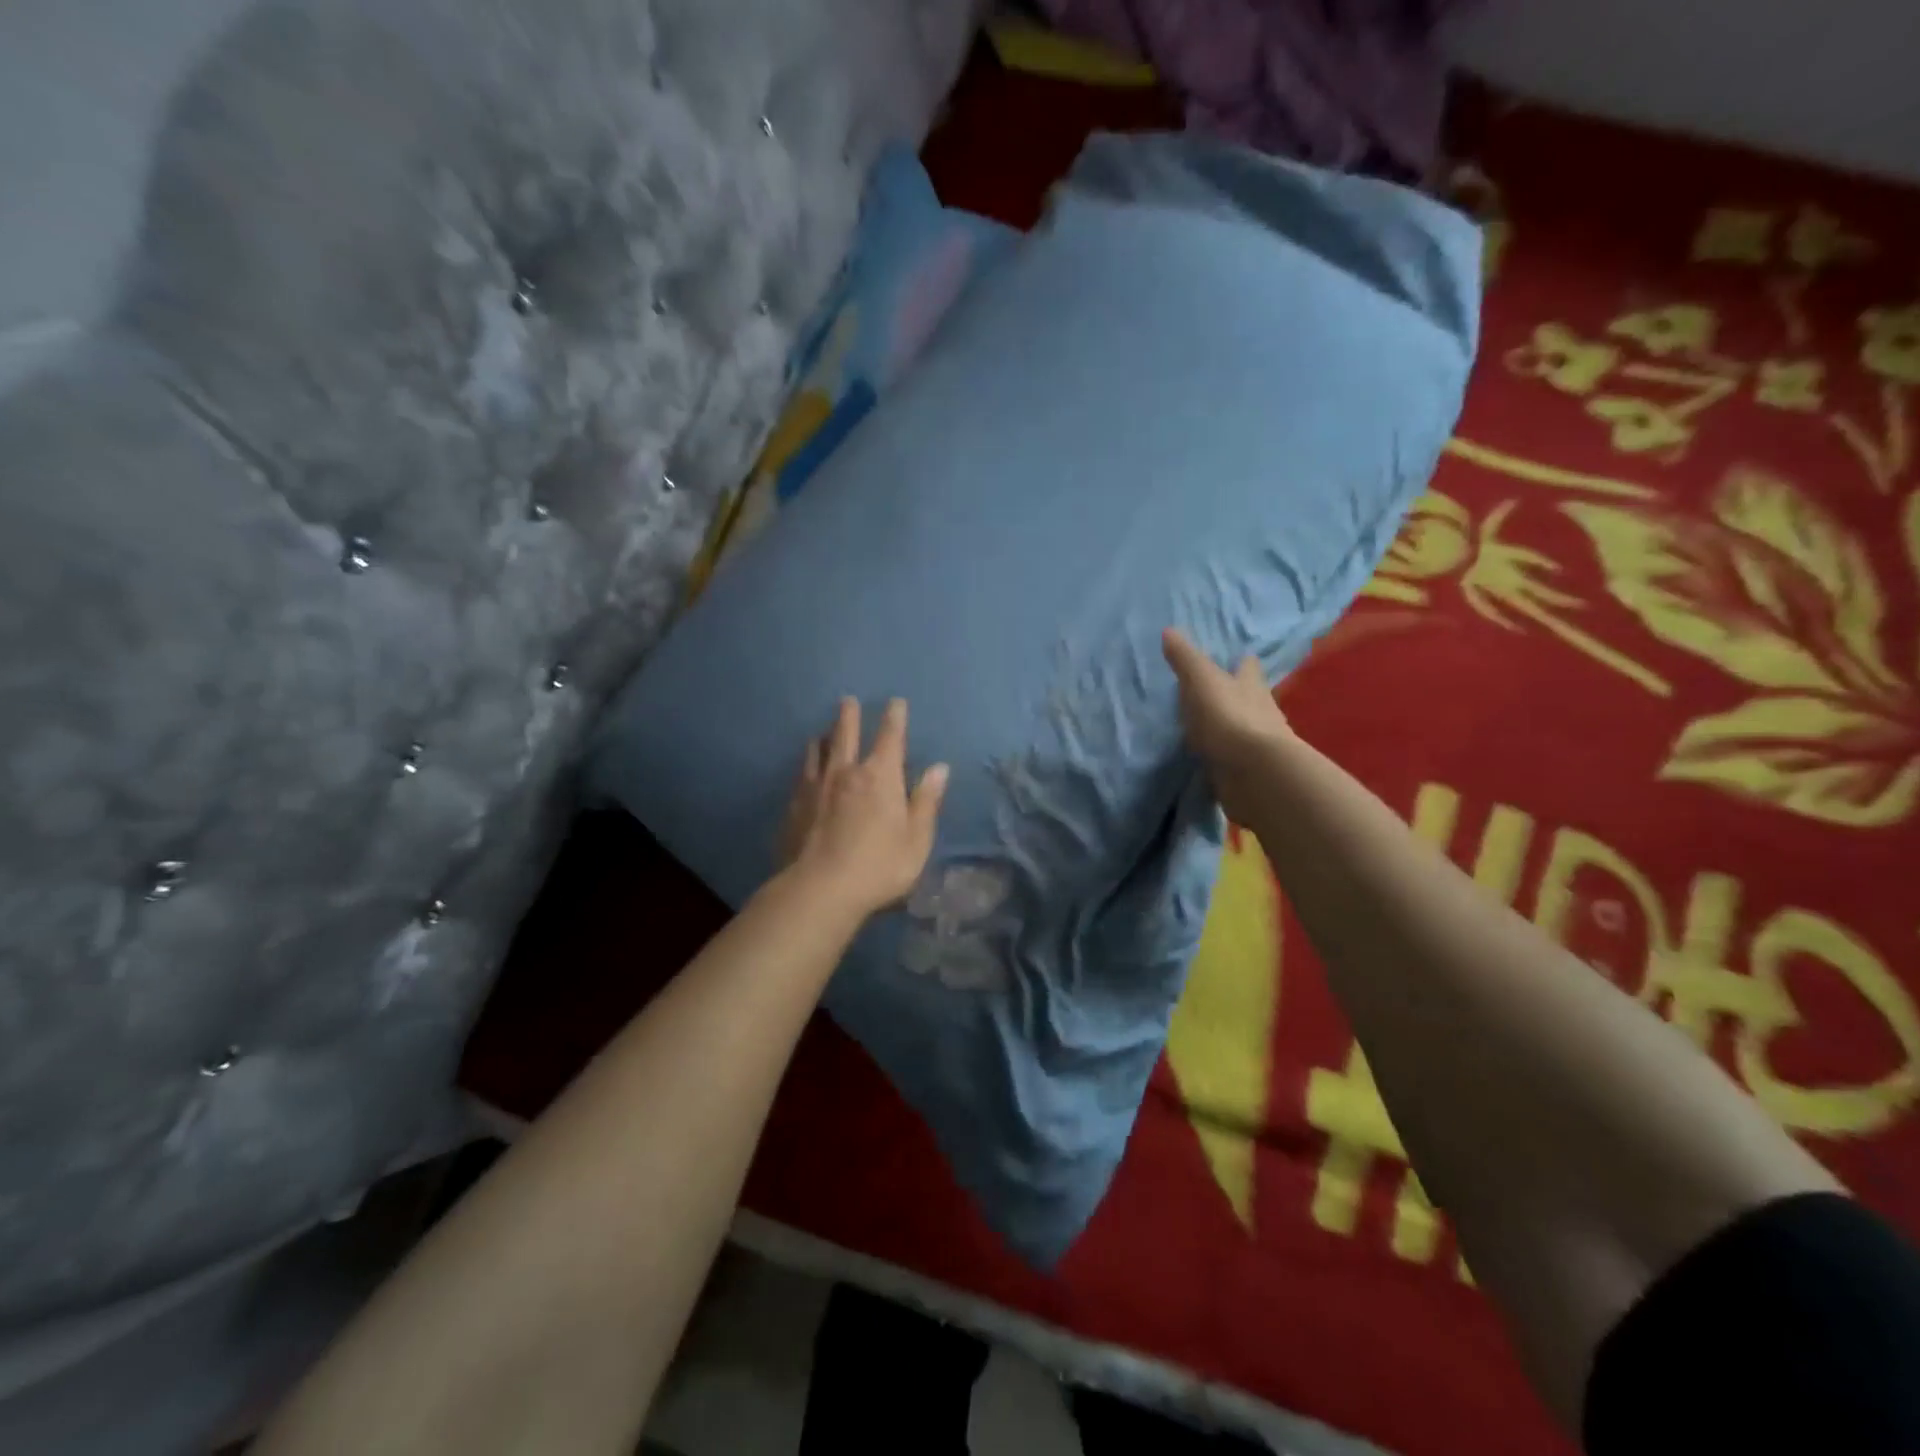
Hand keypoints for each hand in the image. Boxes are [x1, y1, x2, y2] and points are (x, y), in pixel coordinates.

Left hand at [778, 697, 949, 919]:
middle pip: (846, 734)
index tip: (895, 702)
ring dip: (824, 737)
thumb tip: (939, 768)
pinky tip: (805, 769)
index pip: (890, 737)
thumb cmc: (879, 866)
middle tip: (848, 700)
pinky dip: (807, 764)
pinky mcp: (794, 806)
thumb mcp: (916, 839)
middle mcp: (846, 772)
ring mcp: (816, 787)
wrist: (820, 889)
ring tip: (823, 731)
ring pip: (819, 751)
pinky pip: (802, 775)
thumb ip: (927, 802)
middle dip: (849, 715)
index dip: (894, 717)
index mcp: (881, 777)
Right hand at [1162, 628, 1292, 819]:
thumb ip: (1185, 658)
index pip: (1248, 666)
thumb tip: (1169, 630)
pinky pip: (1235, 758)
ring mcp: (1258, 743)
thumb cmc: (1229, 717)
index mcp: (1251, 685)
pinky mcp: (1251, 770)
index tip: (1234, 658)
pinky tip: (1211, 759)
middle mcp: (1261, 710)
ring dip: (1230, 727)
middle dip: (1236, 695)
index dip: (1241, 661)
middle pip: (1250, 697)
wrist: (1253, 771)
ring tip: (1207, 729)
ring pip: (1244, 728)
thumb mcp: (1201, 681)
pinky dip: (1226, 757)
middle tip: (1213, 693)